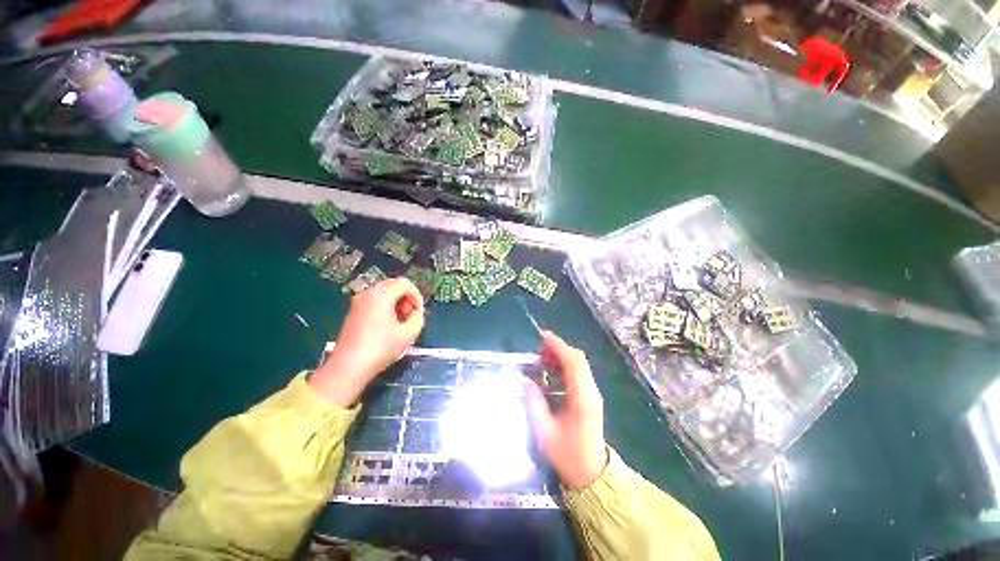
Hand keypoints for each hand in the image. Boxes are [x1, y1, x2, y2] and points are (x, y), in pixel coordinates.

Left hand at [310, 278, 424, 405]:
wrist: (349, 367)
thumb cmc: (380, 349)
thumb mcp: (408, 334)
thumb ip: (418, 317)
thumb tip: (417, 312)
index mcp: (381, 296)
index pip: (405, 283)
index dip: (416, 296)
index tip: (418, 312)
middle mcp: (368, 293)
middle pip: (394, 284)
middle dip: (406, 298)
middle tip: (409, 316)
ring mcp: (358, 302)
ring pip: (385, 292)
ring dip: (397, 302)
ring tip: (400, 322)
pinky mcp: (354, 311)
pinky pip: (375, 300)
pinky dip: (386, 306)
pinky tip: (388, 325)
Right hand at [524, 331, 607, 488]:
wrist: (591, 474)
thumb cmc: (567, 456)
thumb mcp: (545, 432)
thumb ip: (534, 403)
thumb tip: (525, 380)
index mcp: (582, 398)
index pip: (573, 362)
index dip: (558, 346)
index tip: (542, 336)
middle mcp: (591, 391)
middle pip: (577, 359)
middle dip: (557, 349)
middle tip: (537, 351)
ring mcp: (592, 393)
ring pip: (578, 364)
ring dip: (560, 356)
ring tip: (540, 359)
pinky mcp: (589, 396)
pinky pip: (577, 373)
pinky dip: (563, 366)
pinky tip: (549, 371)